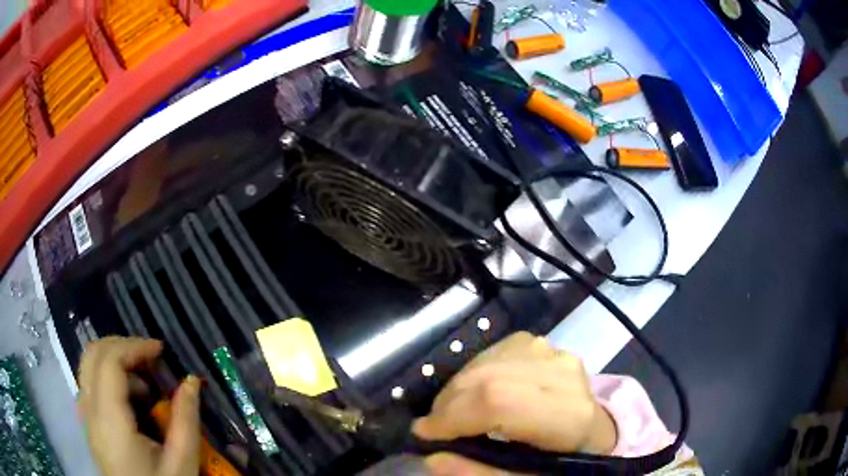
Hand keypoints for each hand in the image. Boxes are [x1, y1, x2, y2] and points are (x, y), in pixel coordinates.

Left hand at [79, 337, 201, 475]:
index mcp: (110, 421)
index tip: (161, 350)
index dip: (134, 346)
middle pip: (92, 355)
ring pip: (89, 367)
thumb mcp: (182, 463)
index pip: (109, 361)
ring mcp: (85, 417)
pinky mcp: (89, 425)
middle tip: (150, 358)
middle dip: (121, 346)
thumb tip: (192, 381)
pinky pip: (91, 386)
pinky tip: (132, 403)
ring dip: (115, 362)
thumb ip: (185, 421)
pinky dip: (109, 379)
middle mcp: (89, 411)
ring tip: (145, 386)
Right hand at [412, 332, 616, 474]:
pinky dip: (473, 373)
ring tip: (452, 413)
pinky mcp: (545, 345)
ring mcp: (556, 354)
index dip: (454, 416)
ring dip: (457, 388)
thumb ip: (480, 474)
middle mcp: (566, 375)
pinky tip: (476, 392)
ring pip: (488, 361)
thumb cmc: (559, 462)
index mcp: (570, 417)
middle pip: (490, 378)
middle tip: (434, 427)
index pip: (501, 403)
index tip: (423, 434)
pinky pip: (494, 351)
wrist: (592, 434)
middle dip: (449, 403)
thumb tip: (433, 457)